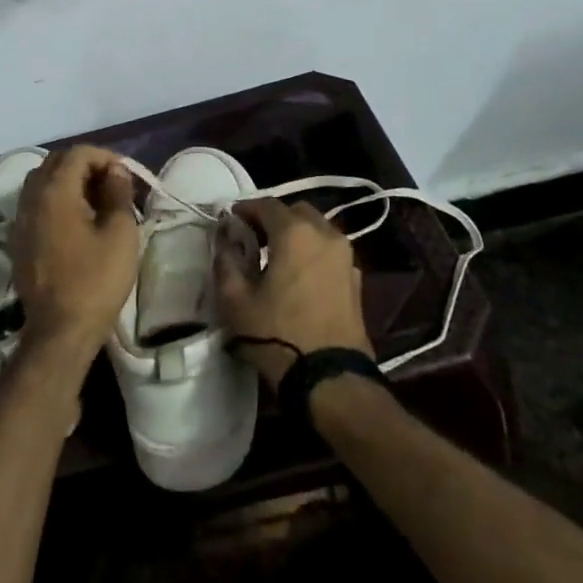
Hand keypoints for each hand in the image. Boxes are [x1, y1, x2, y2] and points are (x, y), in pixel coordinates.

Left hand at [9, 146, 139, 367]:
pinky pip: (34, 205)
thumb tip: (114, 171)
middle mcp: (30, 199)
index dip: (104, 156)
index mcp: (54, 192)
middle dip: (85, 165)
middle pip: (55, 163)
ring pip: (41, 183)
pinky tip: (75, 222)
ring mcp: (19, 221)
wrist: (60, 331)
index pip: (77, 153)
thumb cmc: (96, 280)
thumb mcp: (120, 233)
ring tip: (96, 202)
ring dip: (68, 182)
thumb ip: (117, 193)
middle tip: (112, 185)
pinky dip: (55, 201)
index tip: (125, 175)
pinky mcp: (16, 242)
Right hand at [214, 198, 373, 390]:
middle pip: (297, 212)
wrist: (330, 377)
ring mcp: (346, 256)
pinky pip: (330, 252)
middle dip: (274, 219)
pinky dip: (313, 252)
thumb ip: (226, 261)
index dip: (246, 209)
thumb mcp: (236, 300)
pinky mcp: (356, 279)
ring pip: (318, 229)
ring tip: (276, 257)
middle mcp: (325, 234)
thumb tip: (226, 239)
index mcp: (295, 232)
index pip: (267, 205)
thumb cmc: (278, 334)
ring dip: (296, 234)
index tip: (231, 220)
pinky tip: (299, 276)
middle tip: (254, 237)